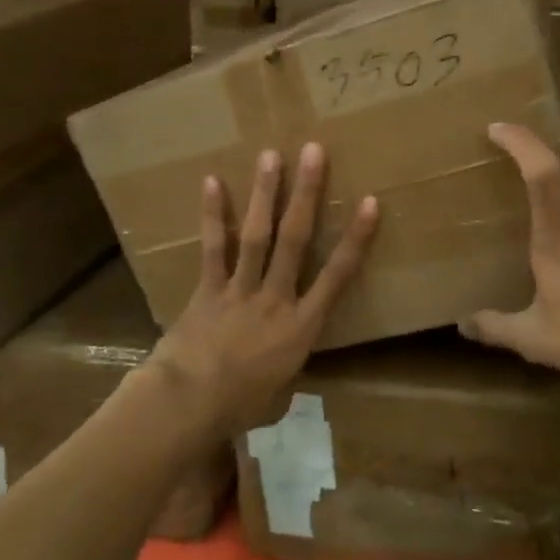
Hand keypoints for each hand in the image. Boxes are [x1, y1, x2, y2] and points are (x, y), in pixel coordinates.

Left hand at [148, 142, 378, 438]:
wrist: (189, 404)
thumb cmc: (240, 407)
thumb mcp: (278, 396)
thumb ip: (285, 372)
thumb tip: (281, 370)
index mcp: (301, 327)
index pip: (337, 276)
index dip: (355, 238)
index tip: (370, 202)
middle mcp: (275, 298)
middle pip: (295, 240)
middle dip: (306, 194)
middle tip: (314, 152)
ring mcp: (240, 290)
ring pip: (257, 235)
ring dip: (265, 194)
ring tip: (271, 155)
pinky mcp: (208, 289)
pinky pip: (213, 248)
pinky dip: (212, 216)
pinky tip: (212, 182)